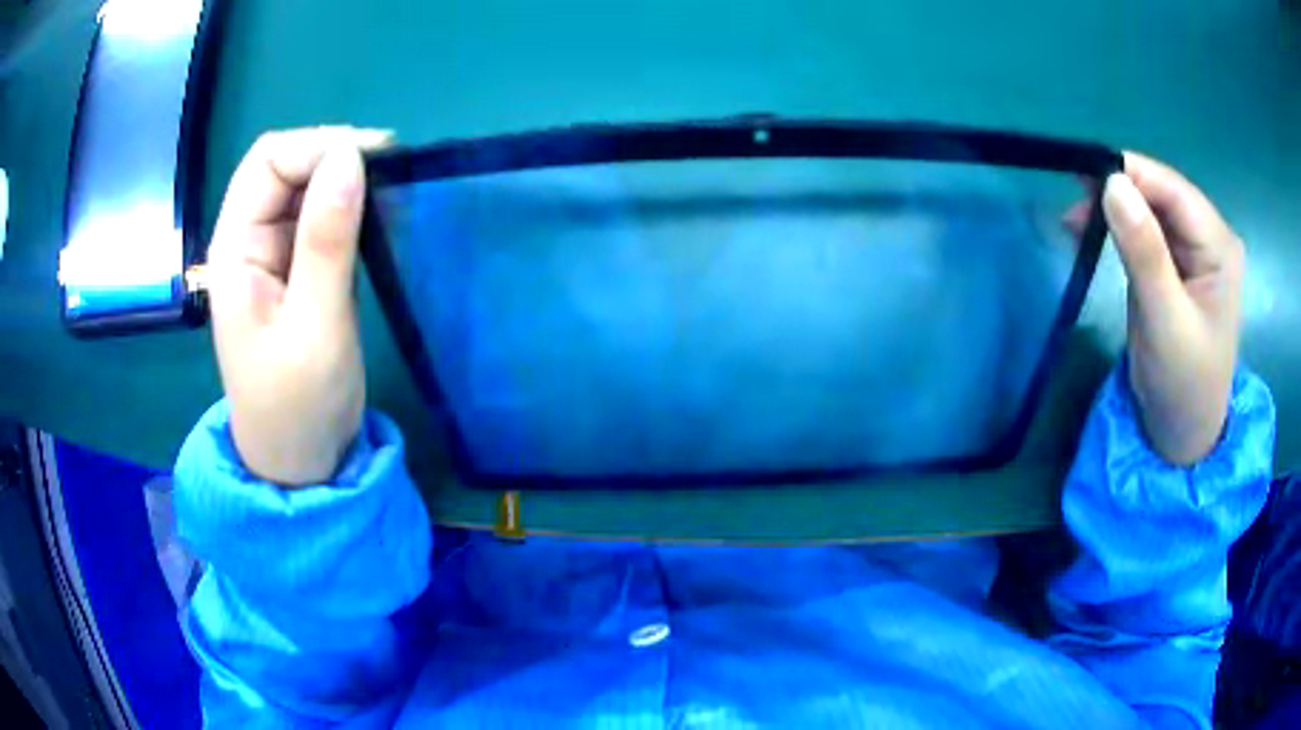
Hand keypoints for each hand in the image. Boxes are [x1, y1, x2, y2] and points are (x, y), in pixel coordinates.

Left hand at [206, 127, 391, 485]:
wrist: (299, 460)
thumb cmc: (297, 404)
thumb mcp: (315, 325)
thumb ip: (327, 240)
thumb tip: (351, 157)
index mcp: (235, 249)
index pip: (267, 161)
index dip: (317, 147)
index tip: (374, 160)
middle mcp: (249, 241)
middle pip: (284, 167)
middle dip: (334, 156)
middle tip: (390, 171)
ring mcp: (273, 255)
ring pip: (305, 188)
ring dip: (345, 180)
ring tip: (390, 192)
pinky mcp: (298, 271)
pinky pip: (321, 218)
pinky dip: (351, 208)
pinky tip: (378, 219)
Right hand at [1101, 152, 1244, 464]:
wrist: (1182, 432)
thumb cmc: (1183, 383)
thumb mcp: (1164, 320)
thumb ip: (1144, 252)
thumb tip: (1112, 183)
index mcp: (1219, 246)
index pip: (1173, 189)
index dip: (1130, 173)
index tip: (1081, 174)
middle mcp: (1209, 237)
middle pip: (1161, 192)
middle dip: (1118, 190)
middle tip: (1072, 202)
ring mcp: (1193, 250)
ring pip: (1149, 206)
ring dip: (1113, 207)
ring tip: (1075, 220)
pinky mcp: (1175, 263)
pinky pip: (1145, 229)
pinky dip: (1117, 226)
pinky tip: (1092, 231)